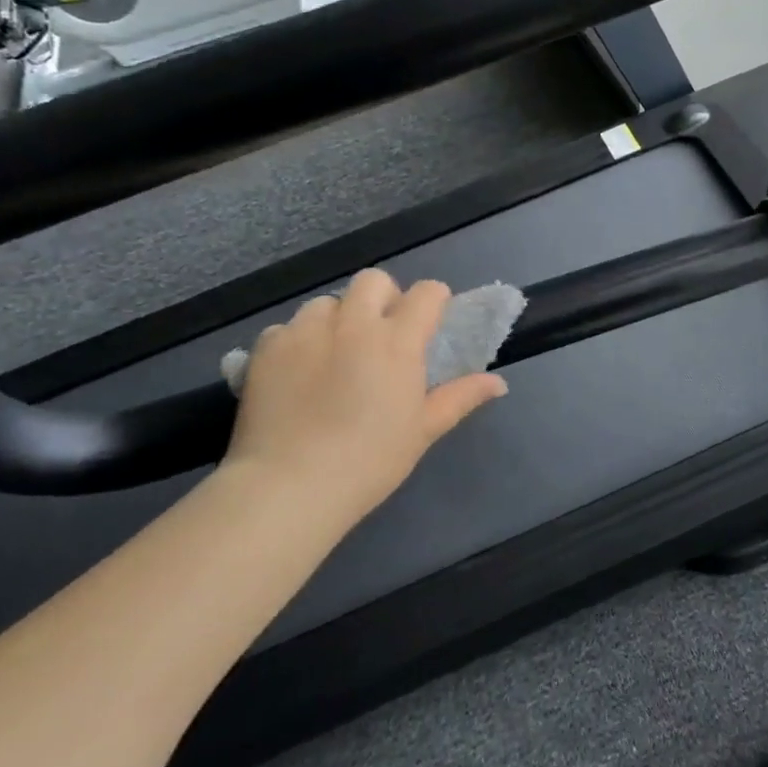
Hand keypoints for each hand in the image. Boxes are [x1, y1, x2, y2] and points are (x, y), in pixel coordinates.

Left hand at [222, 270, 507, 531]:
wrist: (290, 485)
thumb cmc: (369, 461)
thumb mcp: (422, 431)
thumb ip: (460, 397)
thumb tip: (498, 382)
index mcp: (397, 341)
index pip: (427, 293)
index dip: (434, 301)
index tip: (430, 322)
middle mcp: (353, 323)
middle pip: (373, 281)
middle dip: (383, 298)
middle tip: (380, 335)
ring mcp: (306, 331)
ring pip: (327, 302)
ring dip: (337, 319)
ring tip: (333, 355)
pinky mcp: (269, 346)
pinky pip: (287, 327)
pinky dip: (297, 342)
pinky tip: (297, 374)